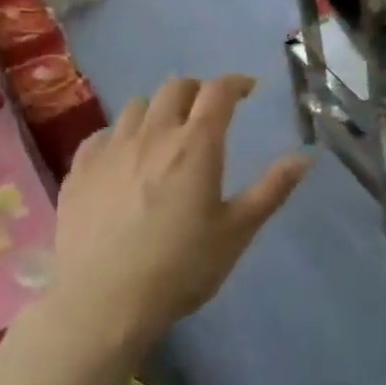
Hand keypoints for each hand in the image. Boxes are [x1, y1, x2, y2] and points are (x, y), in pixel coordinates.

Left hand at [52, 74, 310, 347]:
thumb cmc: (181, 268)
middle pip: (176, 87)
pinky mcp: (79, 169)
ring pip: (137, 106)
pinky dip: (122, 134)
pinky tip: (125, 158)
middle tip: (209, 111)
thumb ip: (272, 189)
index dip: (236, 83)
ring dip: (159, 110)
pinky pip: (103, 133)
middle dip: (198, 90)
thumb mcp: (237, 232)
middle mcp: (153, 135)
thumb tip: (305, 155)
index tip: (248, 90)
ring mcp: (110, 149)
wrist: (103, 301)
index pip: (218, 91)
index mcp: (196, 146)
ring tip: (167, 133)